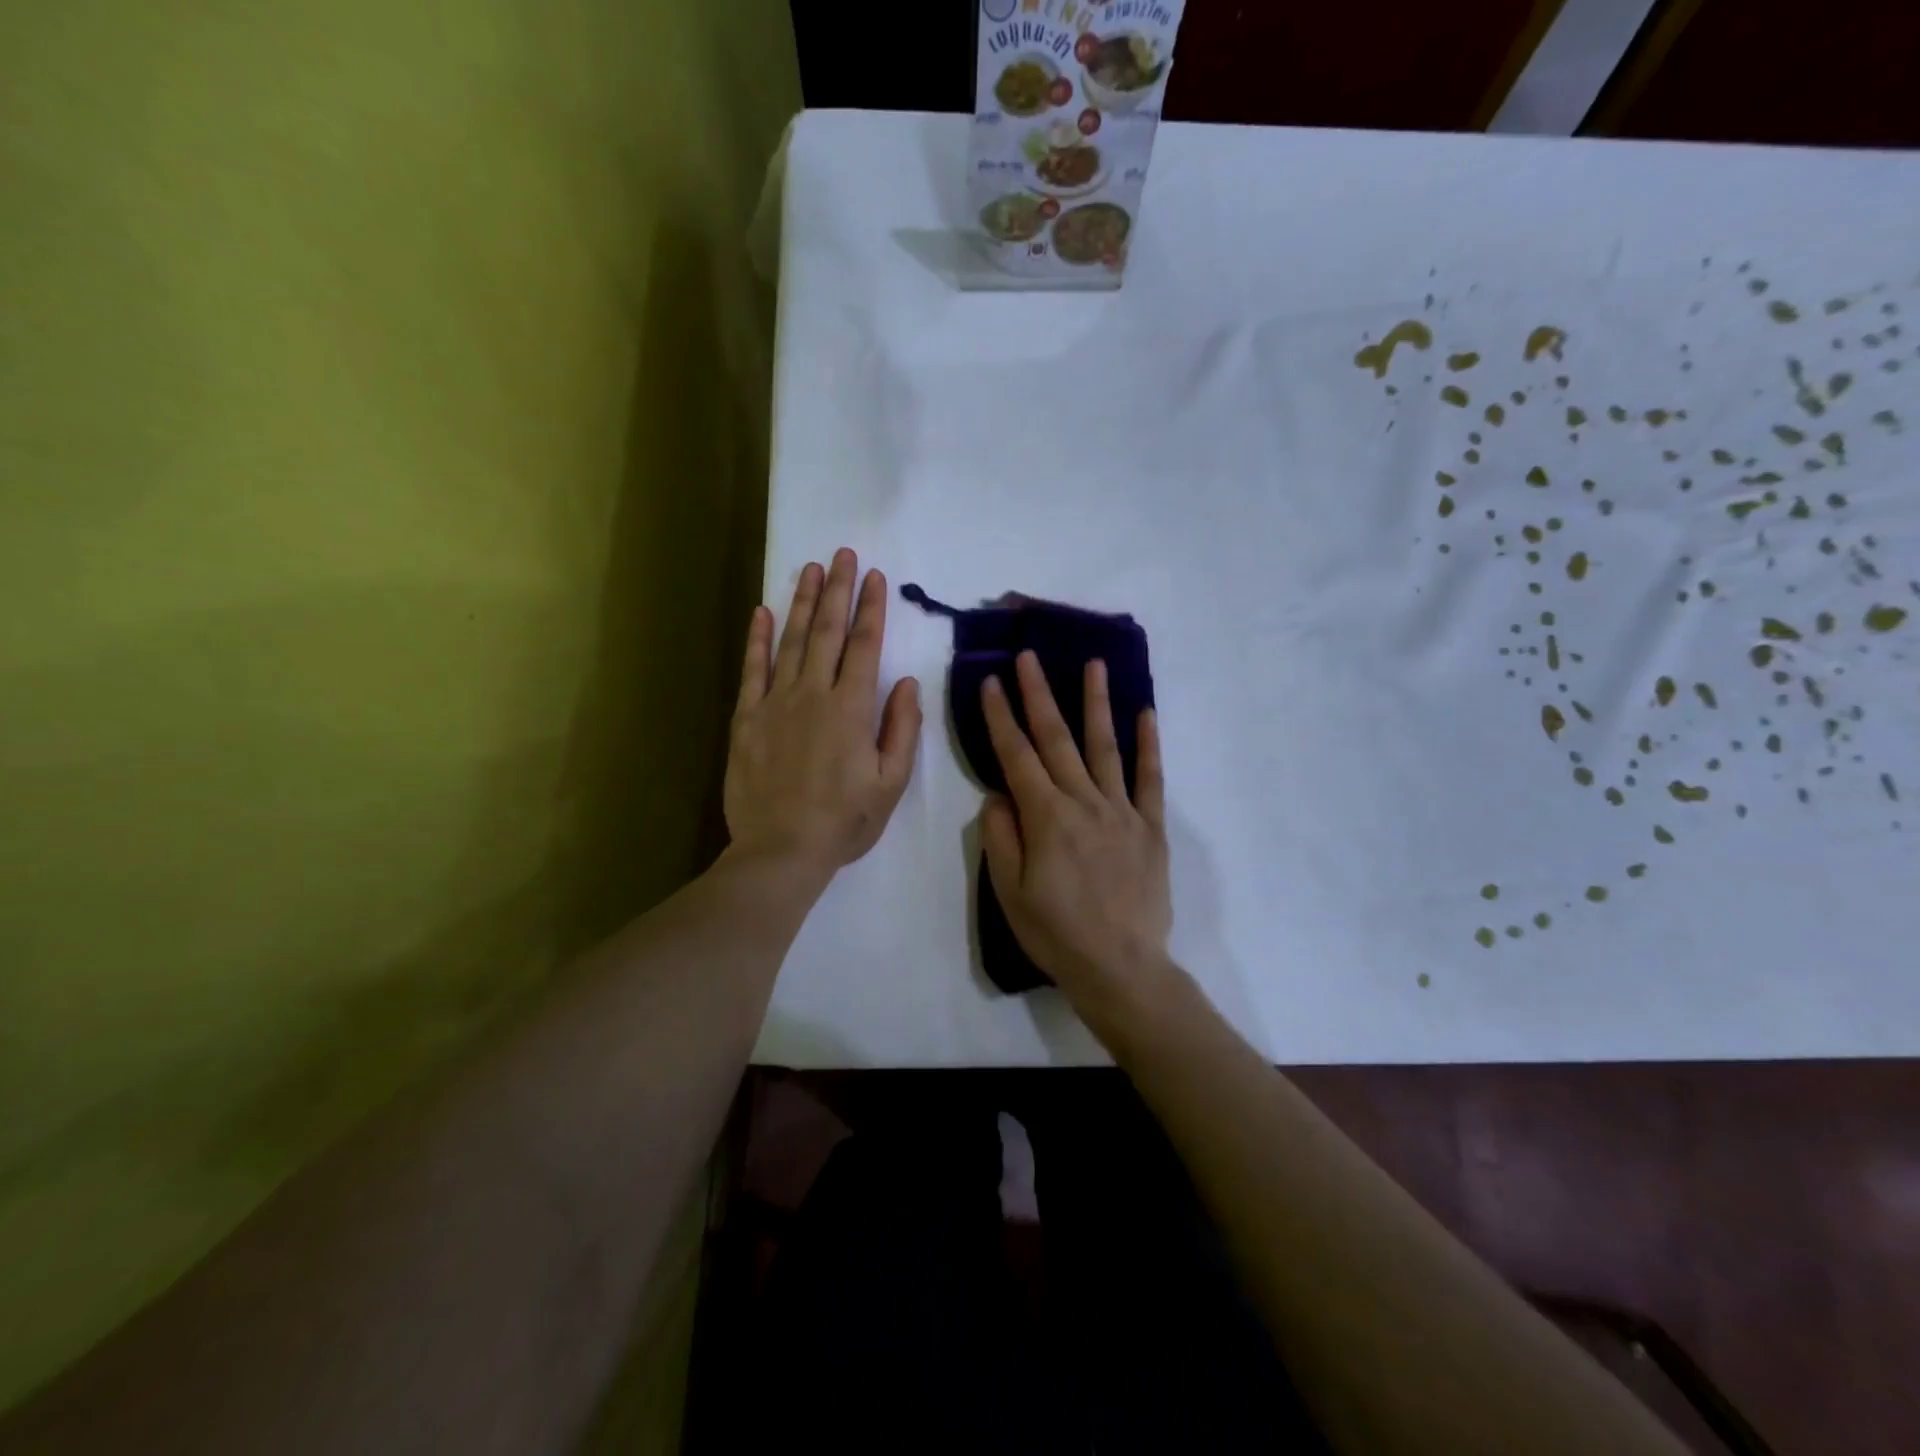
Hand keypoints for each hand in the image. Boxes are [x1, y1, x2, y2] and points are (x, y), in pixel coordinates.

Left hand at [725, 549, 921, 886]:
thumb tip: (906, 683)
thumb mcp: (890, 783)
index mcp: (852, 709)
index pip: (865, 646)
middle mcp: (814, 694)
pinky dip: (757, 639)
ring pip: (790, 641)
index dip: (871, 609)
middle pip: (827, 632)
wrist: (781, 850)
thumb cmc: (844, 821)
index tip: (874, 577)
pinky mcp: (746, 718)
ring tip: (809, 568)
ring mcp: (776, 703)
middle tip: (841, 554)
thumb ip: (901, 729)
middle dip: (837, 590)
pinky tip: (761, 612)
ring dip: (801, 602)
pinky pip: (752, 670)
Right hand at [979, 651, 1175, 1022]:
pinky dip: (1149, 745)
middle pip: (1057, 739)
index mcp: (1046, 817)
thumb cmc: (1056, 933)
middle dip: (1040, 695)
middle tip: (1030, 656)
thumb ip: (1001, 837)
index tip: (992, 681)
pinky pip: (1150, 779)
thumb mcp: (1009, 892)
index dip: (1002, 717)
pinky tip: (1145, 714)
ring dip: (1096, 704)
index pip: (1017, 756)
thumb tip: (997, 794)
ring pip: (1104, 747)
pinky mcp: (1151, 827)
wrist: (1120, 967)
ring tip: (1094, 664)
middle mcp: (1084, 803)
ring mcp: (1122, 812)